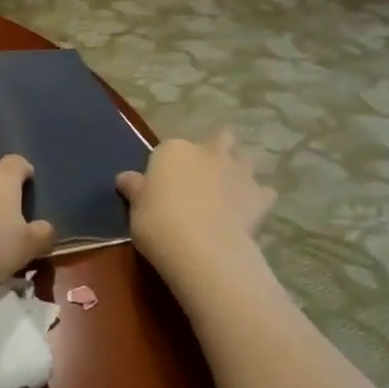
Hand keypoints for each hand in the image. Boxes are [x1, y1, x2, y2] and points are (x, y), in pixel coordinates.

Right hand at [117, 130, 274, 274]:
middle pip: (218, 139)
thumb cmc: (158, 221)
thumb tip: (125, 178)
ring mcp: (237, 172)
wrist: (201, 247)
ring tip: (229, 191)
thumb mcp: (136, 206)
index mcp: (173, 150)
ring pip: (244, 160)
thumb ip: (135, 189)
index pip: (169, 150)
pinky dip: (259, 199)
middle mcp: (208, 152)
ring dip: (239, 170)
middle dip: (216, 150)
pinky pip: (264, 192)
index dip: (168, 166)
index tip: (163, 186)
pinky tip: (250, 212)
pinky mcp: (260, 197)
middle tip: (205, 175)